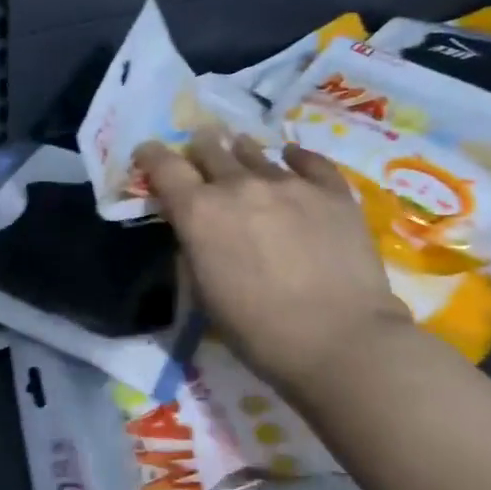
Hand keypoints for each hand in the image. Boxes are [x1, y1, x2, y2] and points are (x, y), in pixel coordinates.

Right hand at [136, 132, 409, 399]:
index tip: (148, 156)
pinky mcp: (332, 192)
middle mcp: (238, 185)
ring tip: (242, 156)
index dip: (151, 155)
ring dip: (241, 154)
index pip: (162, 164)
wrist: (341, 341)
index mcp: (198, 210)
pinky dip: (295, 159)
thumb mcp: (202, 290)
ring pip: (253, 151)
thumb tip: (193, 225)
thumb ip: (192, 245)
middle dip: (199, 152)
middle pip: (209, 148)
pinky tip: (292, 159)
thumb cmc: (258, 329)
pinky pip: (309, 161)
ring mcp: (288, 183)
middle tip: (201, 160)